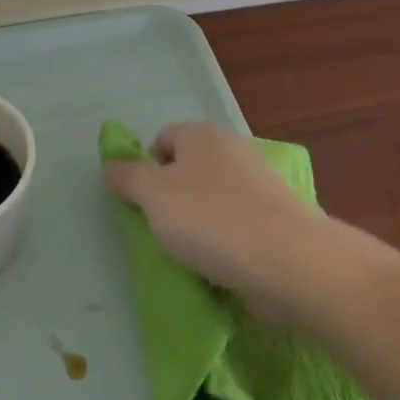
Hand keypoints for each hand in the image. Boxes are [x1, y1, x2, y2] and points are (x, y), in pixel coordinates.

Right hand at [103, 122, 322, 319]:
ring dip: (199, 224)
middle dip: (173, 198)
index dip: (146, 168)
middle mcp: (233, 149)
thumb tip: (111, 165)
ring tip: (192, 254)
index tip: (142, 204)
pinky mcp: (278, 218)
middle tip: (163, 230)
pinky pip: (239, 224)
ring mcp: (260, 183)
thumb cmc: (210, 220)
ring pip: (214, 199)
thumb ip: (127, 177)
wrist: (288, 260)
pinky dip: (227, 241)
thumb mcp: (152, 195)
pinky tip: (222, 265)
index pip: (163, 139)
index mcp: (202, 135)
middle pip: (189, 169)